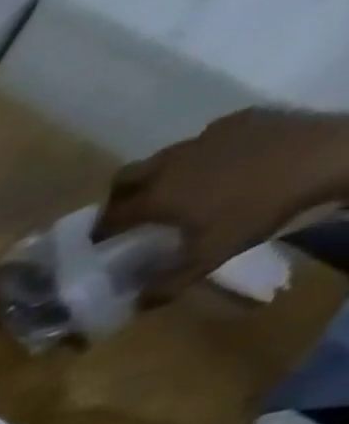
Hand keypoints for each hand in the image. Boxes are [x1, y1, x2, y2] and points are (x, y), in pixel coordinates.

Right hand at [93, 108, 348, 301]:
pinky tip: (222, 166)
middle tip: (129, 211)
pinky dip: (203, 154)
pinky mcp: (240, 119)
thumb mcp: (210, 258)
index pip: (109, 217)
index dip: (99, 231)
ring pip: (164, 156)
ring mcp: (206, 136)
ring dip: (162, 173)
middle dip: (120, 195)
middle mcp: (170, 164)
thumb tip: (137, 304)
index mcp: (155, 198)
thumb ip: (167, 283)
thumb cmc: (259, 210)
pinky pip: (207, 138)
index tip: (98, 242)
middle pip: (125, 177)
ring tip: (180, 188)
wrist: (331, 155)